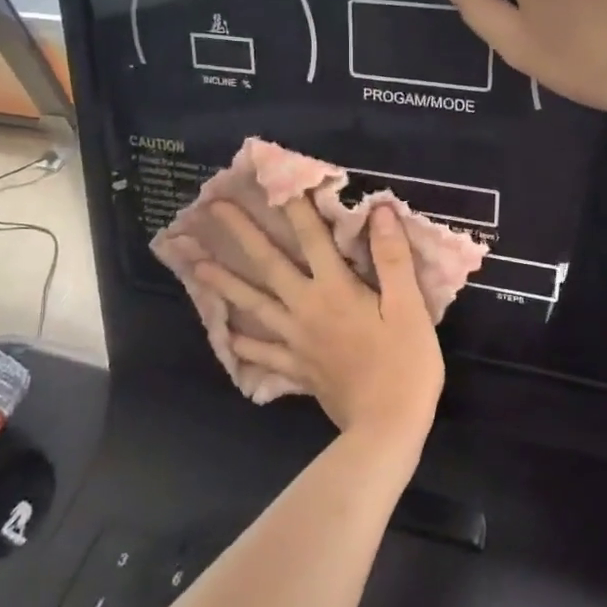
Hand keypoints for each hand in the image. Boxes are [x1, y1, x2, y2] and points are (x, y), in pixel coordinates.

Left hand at [194, 197, 444, 453]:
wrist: (387, 426)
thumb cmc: (405, 363)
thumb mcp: (409, 307)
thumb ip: (392, 258)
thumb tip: (379, 211)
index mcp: (336, 290)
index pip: (313, 239)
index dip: (296, 208)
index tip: (274, 180)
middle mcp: (307, 309)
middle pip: (269, 266)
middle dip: (242, 234)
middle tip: (212, 209)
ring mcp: (296, 341)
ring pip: (253, 306)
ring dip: (225, 283)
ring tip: (197, 265)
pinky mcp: (297, 368)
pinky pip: (262, 354)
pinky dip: (242, 344)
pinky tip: (226, 337)